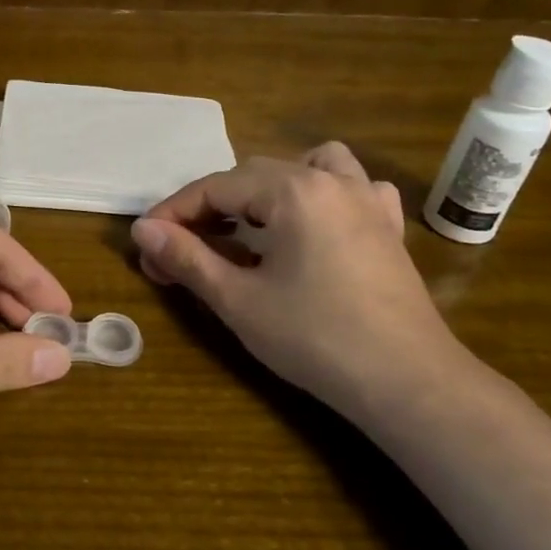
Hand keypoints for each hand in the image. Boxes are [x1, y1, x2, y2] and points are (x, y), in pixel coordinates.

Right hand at [129, 143, 466, 408]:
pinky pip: (353, 188)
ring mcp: (367, 201)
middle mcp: (330, 181)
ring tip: (251, 223)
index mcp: (292, 190)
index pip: (214, 188)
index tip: (146, 243)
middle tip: (182, 250)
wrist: (408, 383)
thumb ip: (187, 257)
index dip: (173, 213)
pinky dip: (324, 195)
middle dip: (210, 208)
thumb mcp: (238, 300)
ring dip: (269, 188)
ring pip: (307, 166)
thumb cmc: (315, 338)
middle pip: (252, 176)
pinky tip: (314, 226)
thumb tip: (143, 230)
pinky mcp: (387, 228)